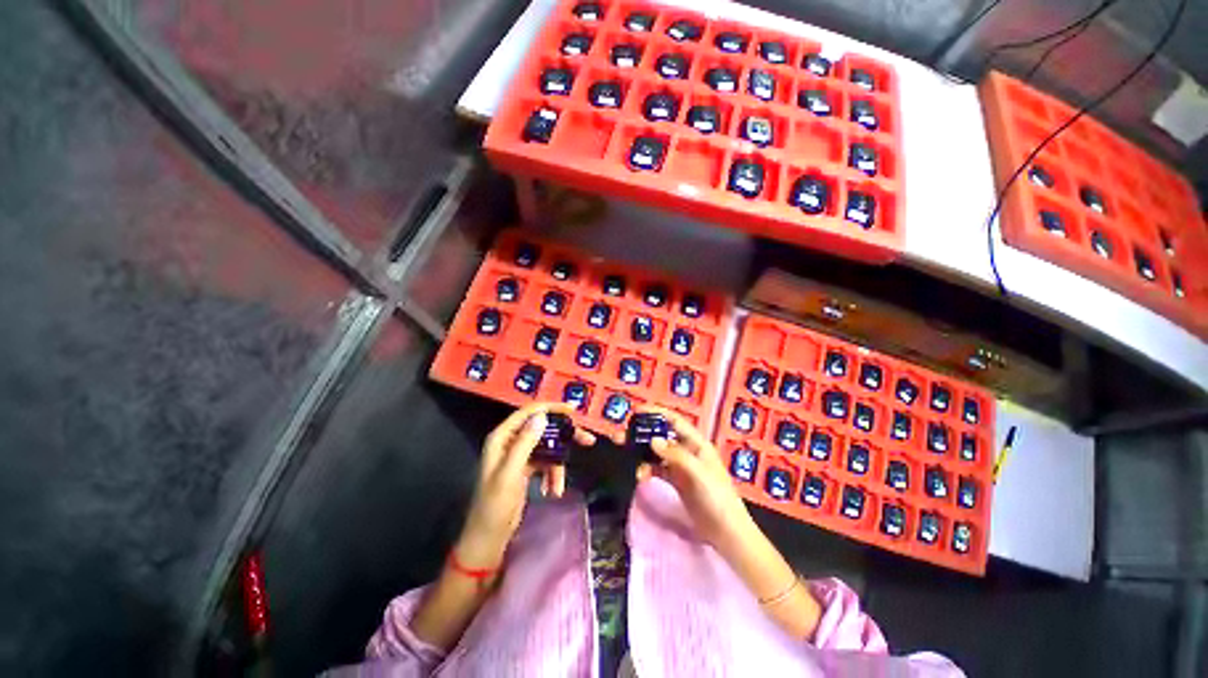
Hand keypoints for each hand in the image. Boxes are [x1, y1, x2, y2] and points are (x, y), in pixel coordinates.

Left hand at [457, 403, 594, 567]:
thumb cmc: (495, 505)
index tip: (573, 411)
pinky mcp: (527, 468)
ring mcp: (519, 455)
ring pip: (548, 447)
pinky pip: (546, 463)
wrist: (489, 538)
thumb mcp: (510, 473)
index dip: (551, 408)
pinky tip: (552, 490)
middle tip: (586, 440)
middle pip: (543, 429)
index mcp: (502, 437)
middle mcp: (511, 441)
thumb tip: (542, 416)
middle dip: (564, 437)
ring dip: (558, 464)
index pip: (529, 413)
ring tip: (559, 487)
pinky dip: (552, 474)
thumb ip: (525, 443)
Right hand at [636, 407, 753, 550]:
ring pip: (657, 452)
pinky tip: (640, 476)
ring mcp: (680, 466)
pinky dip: (647, 469)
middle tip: (622, 435)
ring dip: (641, 452)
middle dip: (643, 433)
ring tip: (624, 453)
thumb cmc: (717, 497)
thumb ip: (676, 455)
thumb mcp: (698, 473)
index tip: (636, 410)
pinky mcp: (676, 481)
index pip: (674, 421)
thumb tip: (653, 440)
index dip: (656, 413)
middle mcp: (687, 450)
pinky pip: (657, 469)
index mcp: (696, 443)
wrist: (726, 532)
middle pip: (662, 435)